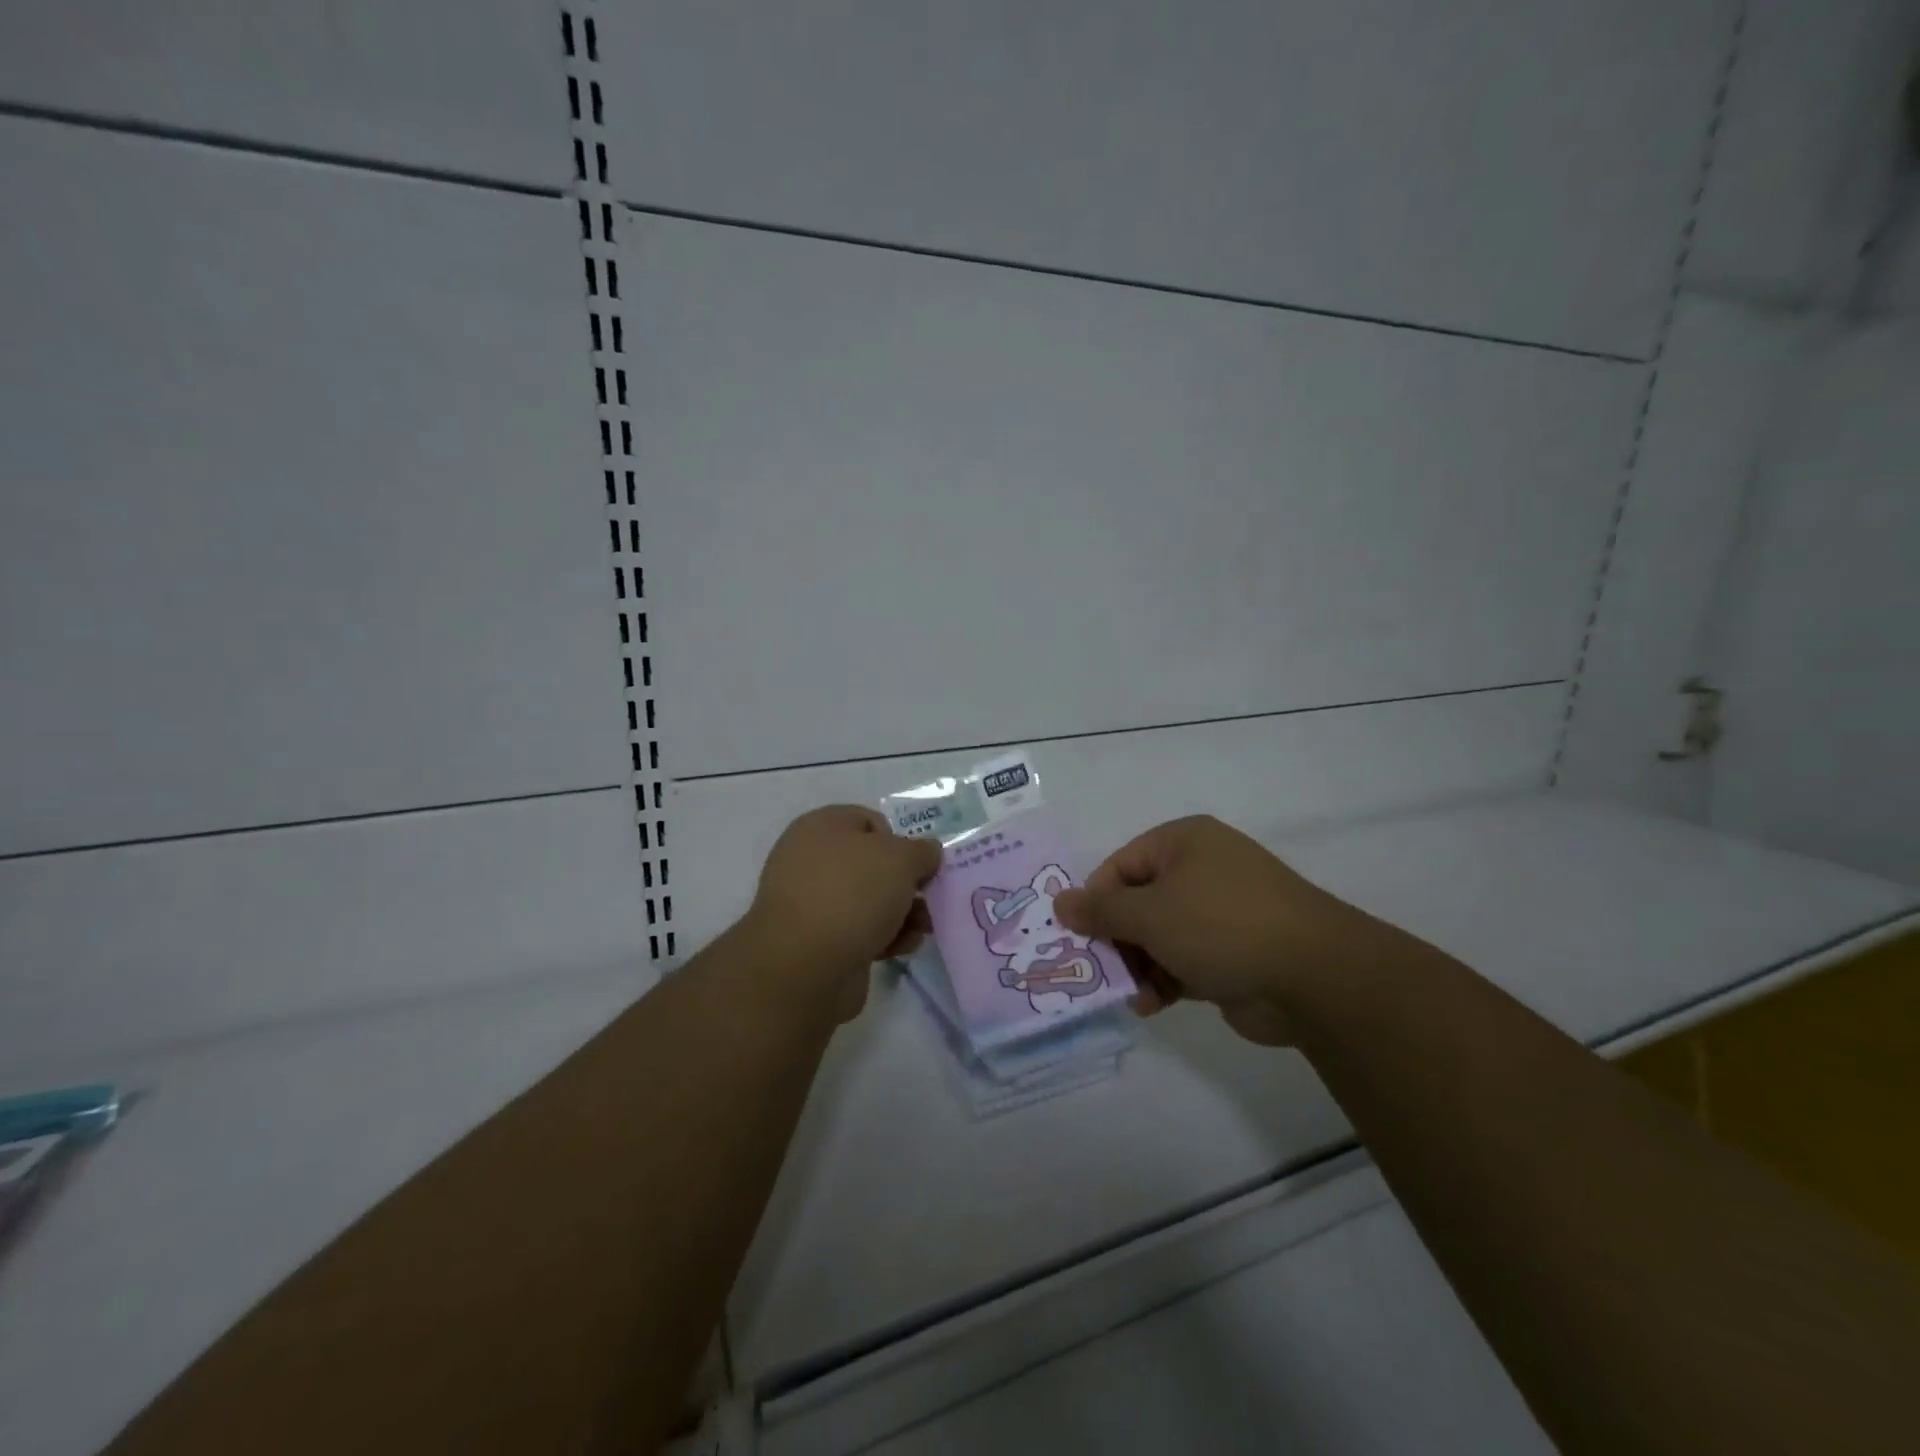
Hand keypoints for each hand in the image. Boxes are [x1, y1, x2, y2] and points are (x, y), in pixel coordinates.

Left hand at [742, 805, 941, 1021]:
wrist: (806, 965)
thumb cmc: (853, 893)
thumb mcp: (901, 858)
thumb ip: (922, 851)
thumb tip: (926, 853)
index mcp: (821, 826)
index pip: (870, 821)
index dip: (901, 839)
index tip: (920, 864)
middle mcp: (811, 859)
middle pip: (872, 864)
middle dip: (905, 882)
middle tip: (929, 897)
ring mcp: (811, 902)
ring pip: (868, 900)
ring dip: (901, 912)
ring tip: (924, 928)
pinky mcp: (816, 941)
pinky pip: (859, 930)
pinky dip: (883, 936)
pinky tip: (903, 947)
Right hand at [1054, 815, 1392, 1045]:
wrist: (1313, 976)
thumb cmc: (1220, 925)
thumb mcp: (1150, 913)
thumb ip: (1101, 910)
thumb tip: (1060, 902)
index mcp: (1182, 843)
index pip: (1119, 866)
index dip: (1095, 902)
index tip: (1077, 938)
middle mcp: (1201, 870)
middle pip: (1138, 903)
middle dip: (1116, 940)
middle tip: (1095, 973)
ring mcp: (1220, 912)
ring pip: (1159, 936)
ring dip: (1139, 966)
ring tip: (1129, 995)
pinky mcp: (1233, 951)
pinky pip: (1183, 960)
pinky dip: (1165, 980)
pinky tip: (1152, 1005)